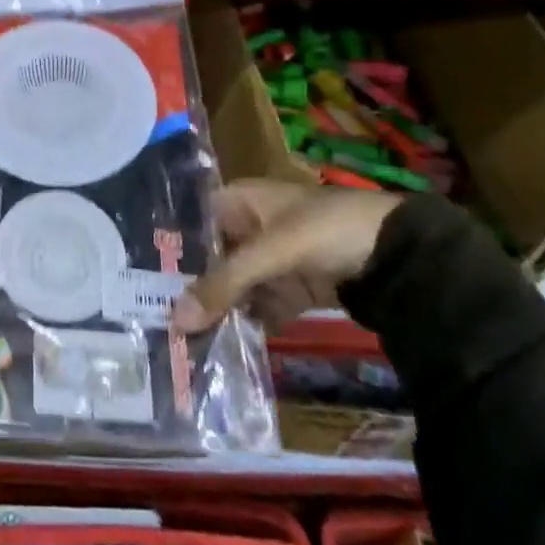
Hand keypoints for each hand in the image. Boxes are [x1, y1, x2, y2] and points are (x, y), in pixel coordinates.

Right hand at [171, 179, 398, 334]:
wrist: (402, 254)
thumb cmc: (327, 231)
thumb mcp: (271, 253)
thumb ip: (223, 285)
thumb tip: (174, 321)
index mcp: (239, 199)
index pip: (191, 222)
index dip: (168, 249)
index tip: (141, 279)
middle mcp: (250, 224)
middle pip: (209, 257)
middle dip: (188, 287)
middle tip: (155, 317)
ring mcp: (274, 257)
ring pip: (233, 284)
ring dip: (215, 309)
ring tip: (181, 338)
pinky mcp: (294, 286)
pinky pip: (260, 305)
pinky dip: (246, 322)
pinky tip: (222, 345)